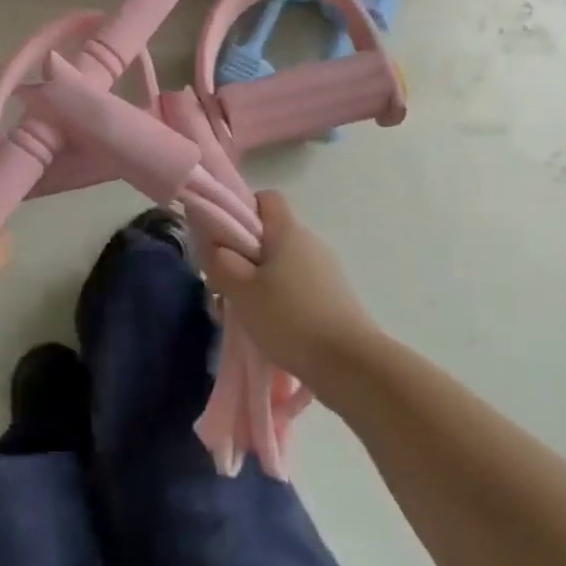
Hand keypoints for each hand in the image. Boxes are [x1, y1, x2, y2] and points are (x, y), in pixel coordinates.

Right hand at [204, 190, 378, 389]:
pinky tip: (269, 329)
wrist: (352, 366)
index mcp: (289, 231)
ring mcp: (326, 272)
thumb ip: (220, 262)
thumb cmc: (290, 319)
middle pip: (270, 236)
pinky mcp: (335, 299)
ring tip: (243, 316)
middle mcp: (310, 243)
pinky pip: (297, 288)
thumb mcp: (241, 290)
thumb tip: (214, 245)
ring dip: (259, 283)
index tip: (224, 240)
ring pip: (282, 265)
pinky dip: (280, 301)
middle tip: (224, 286)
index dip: (241, 211)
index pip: (266, 199)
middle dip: (243, 256)